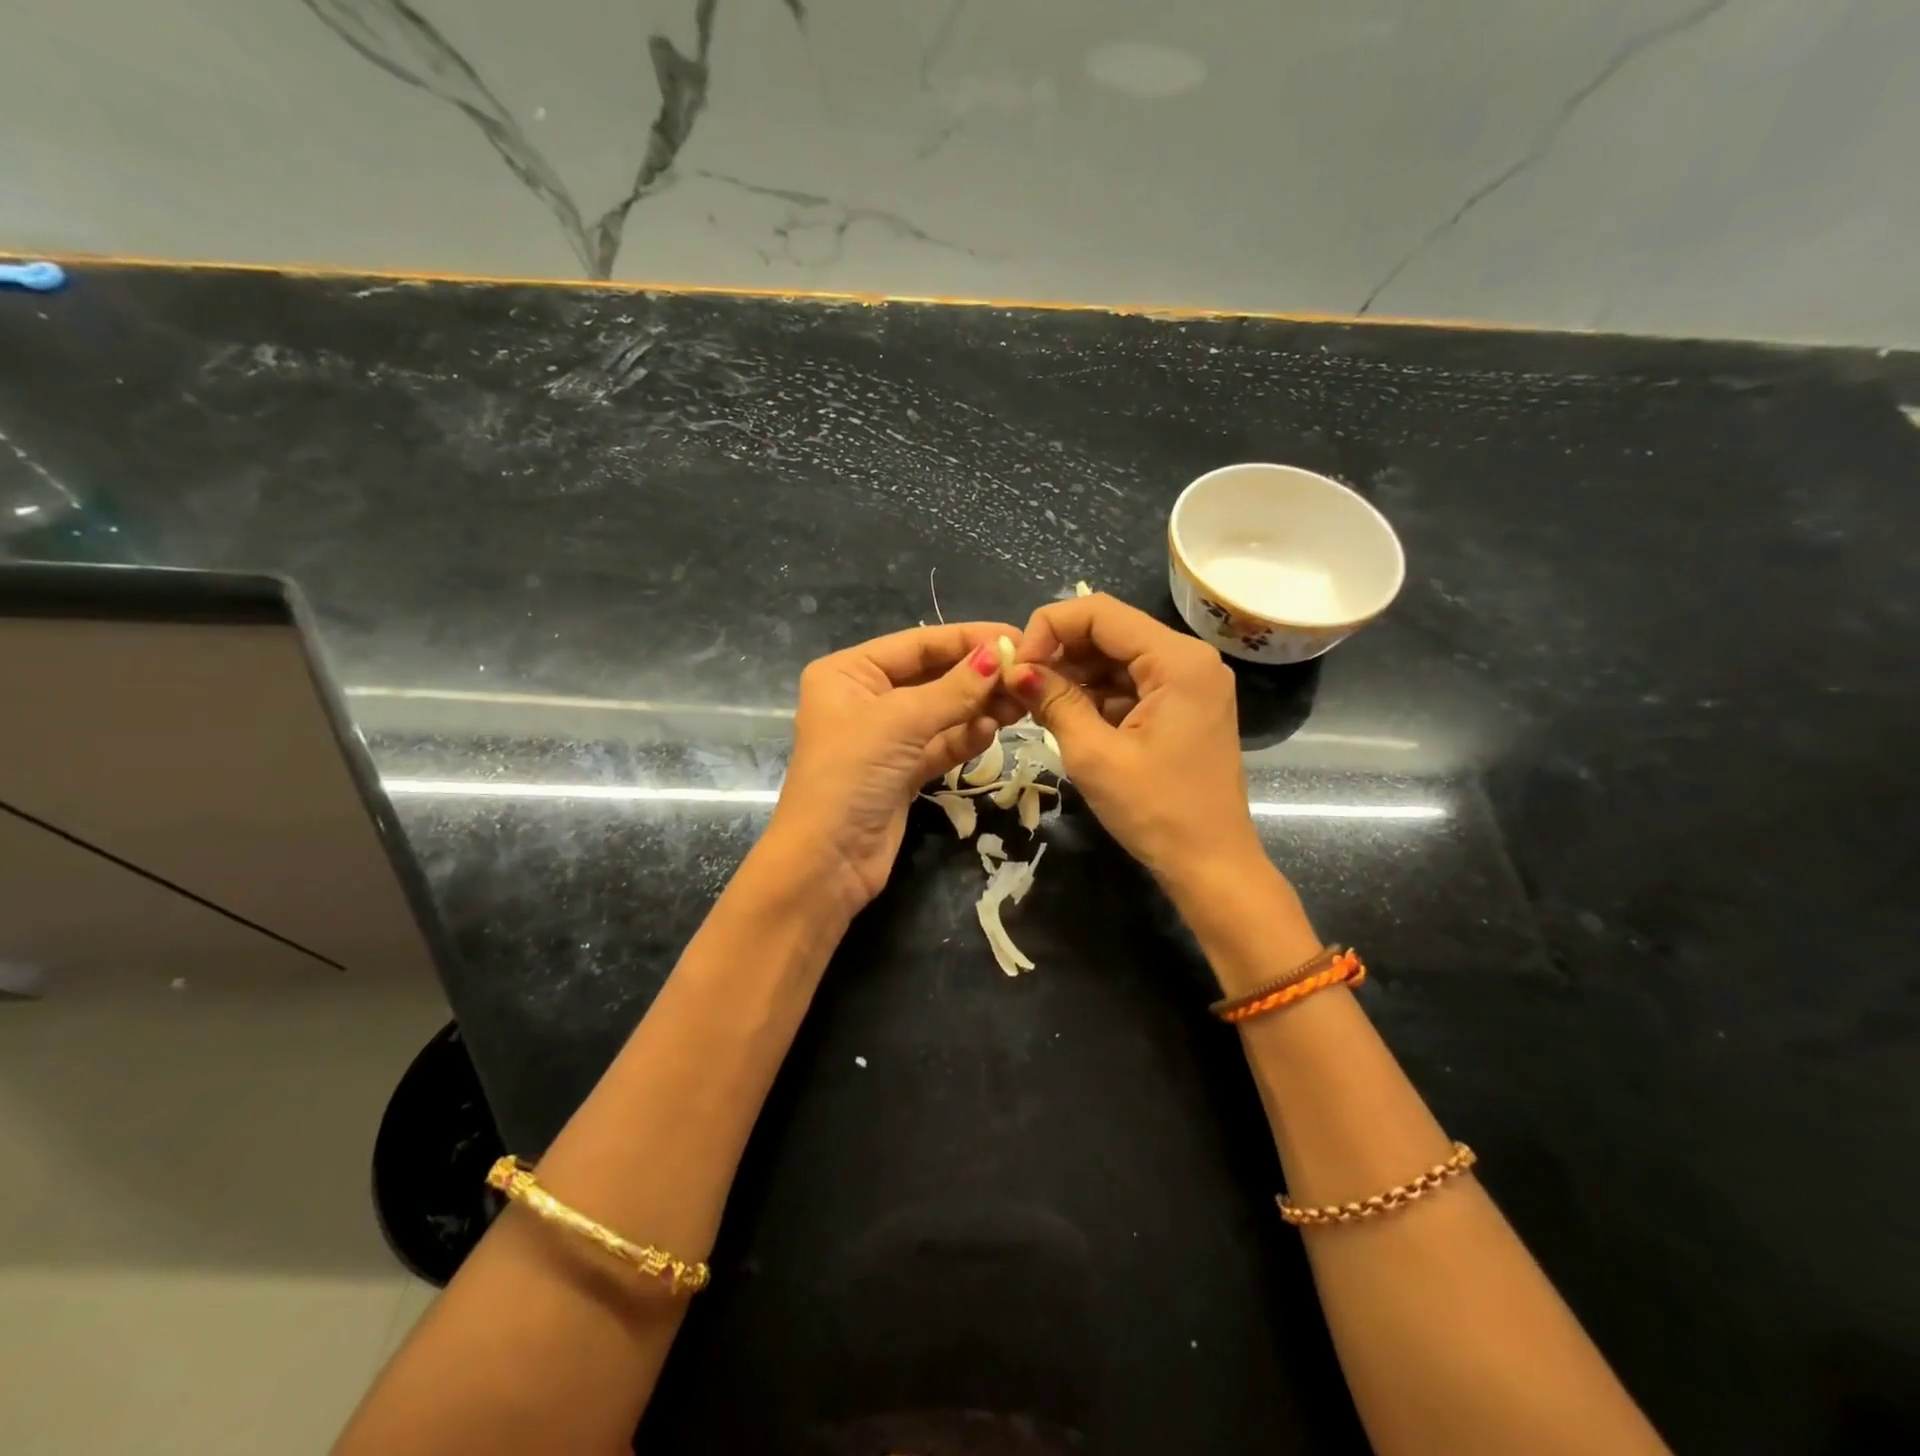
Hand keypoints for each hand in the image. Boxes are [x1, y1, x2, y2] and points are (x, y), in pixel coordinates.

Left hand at [768, 623, 1025, 916]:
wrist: (827, 863)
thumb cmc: (851, 776)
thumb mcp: (900, 722)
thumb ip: (954, 688)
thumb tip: (1000, 652)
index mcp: (848, 673)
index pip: (917, 644)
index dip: (967, 639)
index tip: (1017, 638)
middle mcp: (865, 698)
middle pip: (932, 676)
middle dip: (977, 676)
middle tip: (1027, 675)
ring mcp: (885, 738)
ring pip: (941, 711)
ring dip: (978, 706)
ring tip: (1020, 702)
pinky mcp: (902, 772)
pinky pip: (941, 744)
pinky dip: (967, 736)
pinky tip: (993, 729)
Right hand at [1009, 594, 1262, 892]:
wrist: (1210, 865)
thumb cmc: (1155, 811)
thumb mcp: (1094, 755)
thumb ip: (1053, 701)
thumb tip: (1014, 668)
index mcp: (1178, 660)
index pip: (1100, 613)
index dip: (1049, 628)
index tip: (1018, 665)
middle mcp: (1189, 658)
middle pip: (1110, 631)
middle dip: (1060, 652)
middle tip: (1019, 684)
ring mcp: (1189, 682)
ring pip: (1117, 658)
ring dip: (1074, 675)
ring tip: (1035, 703)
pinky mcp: (1182, 706)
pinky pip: (1130, 684)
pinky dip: (1095, 695)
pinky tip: (1065, 715)